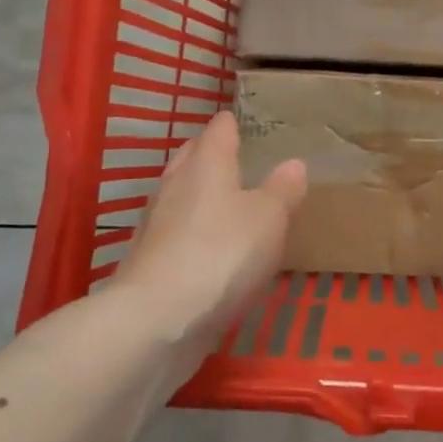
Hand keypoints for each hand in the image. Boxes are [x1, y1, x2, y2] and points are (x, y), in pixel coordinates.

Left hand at [110, 111, 306, 373]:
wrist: (157, 320)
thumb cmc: (221, 254)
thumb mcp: (269, 218)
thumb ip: (283, 189)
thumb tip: (293, 163)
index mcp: (207, 164)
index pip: (219, 130)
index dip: (232, 123)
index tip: (243, 121)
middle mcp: (176, 184)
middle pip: (192, 157)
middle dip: (210, 154)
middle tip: (237, 157)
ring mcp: (156, 224)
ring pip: (180, 195)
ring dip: (199, 194)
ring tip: (227, 201)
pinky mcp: (149, 261)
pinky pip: (175, 232)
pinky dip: (191, 232)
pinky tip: (209, 248)